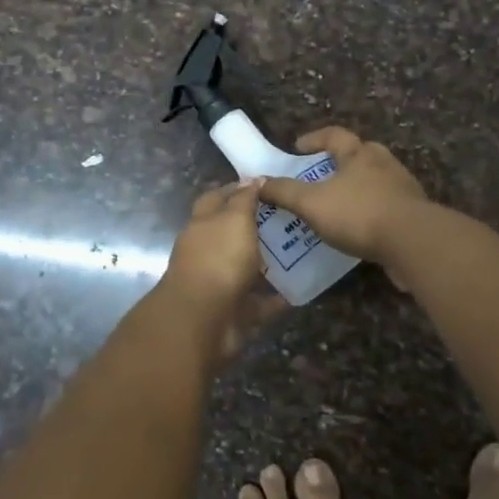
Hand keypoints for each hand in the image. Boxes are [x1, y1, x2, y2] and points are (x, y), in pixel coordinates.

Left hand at [157, 180, 285, 363]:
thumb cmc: (219, 259)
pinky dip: (272, 299)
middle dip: (253, 227)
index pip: (216, 198)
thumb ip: (244, 200)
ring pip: (243, 268)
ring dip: (264, 263)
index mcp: (202, 224)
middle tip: (287, 219)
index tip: (263, 185)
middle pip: (229, 234)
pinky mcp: (230, 312)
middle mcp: (205, 251)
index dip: (236, 189)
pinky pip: (255, 302)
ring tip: (296, 253)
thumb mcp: (235, 219)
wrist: (203, 320)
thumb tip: (252, 178)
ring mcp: (216, 283)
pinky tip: (296, 292)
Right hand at [258, 127, 426, 270]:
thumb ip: (284, 192)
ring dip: (357, 188)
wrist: (413, 242)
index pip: (334, 135)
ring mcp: (403, 187)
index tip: (298, 147)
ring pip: (376, 180)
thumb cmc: (359, 213)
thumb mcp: (312, 203)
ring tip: (339, 205)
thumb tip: (257, 182)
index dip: (314, 138)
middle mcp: (383, 163)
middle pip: (360, 153)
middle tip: (322, 175)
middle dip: (340, 162)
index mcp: (359, 154)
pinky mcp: (415, 213)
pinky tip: (361, 229)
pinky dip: (372, 211)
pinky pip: (388, 205)